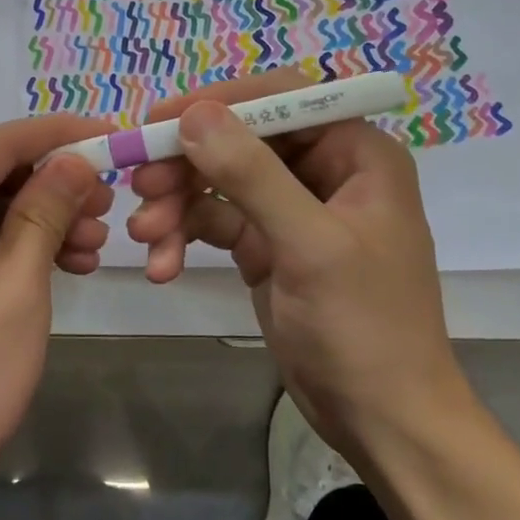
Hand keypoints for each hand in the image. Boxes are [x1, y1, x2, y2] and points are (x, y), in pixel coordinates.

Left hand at [0, 115, 114, 514]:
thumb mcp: (15, 289)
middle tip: (107, 208)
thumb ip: (45, 212)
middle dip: (49, 188)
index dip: (59, 135)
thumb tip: (74, 159)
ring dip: (32, 223)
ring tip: (90, 248)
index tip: (111, 135)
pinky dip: (2, 250)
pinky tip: (51, 266)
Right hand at [127, 68, 463, 444]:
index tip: (161, 120)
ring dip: (177, 204)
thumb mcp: (308, 246)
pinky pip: (214, 222)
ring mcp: (290, 209)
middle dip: (187, 163)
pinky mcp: (264, 246)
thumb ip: (251, 175)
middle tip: (139, 185)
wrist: (381, 420)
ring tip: (144, 235)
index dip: (220, 102)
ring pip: (218, 181)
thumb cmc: (364, 327)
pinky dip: (184, 237)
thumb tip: (194, 114)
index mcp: (355, 154)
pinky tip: (161, 266)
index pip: (282, 99)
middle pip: (240, 139)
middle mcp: (323, 171)